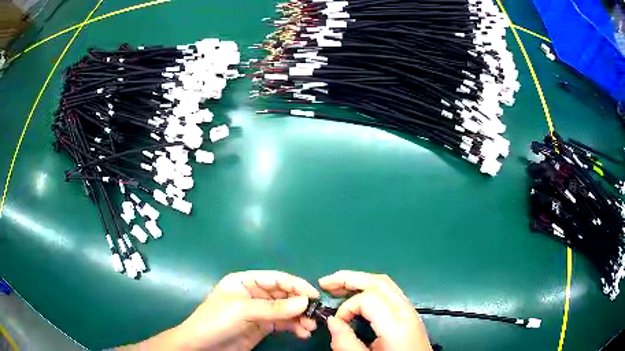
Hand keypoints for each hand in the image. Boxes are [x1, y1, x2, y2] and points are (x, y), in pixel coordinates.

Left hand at [120, 271, 319, 349]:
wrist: (202, 346)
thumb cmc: (216, 321)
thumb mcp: (243, 311)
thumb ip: (275, 308)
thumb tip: (305, 301)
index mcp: (245, 281)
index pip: (276, 278)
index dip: (296, 285)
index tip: (314, 296)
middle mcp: (254, 294)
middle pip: (283, 294)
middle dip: (300, 304)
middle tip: (315, 315)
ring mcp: (258, 311)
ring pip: (285, 310)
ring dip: (299, 318)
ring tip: (310, 328)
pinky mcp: (262, 327)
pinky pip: (282, 324)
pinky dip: (294, 327)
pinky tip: (302, 333)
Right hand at [319, 270, 431, 350]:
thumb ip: (346, 343)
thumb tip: (331, 321)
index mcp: (397, 325)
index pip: (368, 299)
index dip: (347, 307)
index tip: (337, 323)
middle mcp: (406, 311)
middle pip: (379, 282)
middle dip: (350, 279)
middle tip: (325, 282)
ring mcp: (410, 311)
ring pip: (385, 284)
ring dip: (359, 281)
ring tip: (336, 286)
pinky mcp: (409, 314)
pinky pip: (389, 292)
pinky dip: (369, 289)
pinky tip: (356, 295)